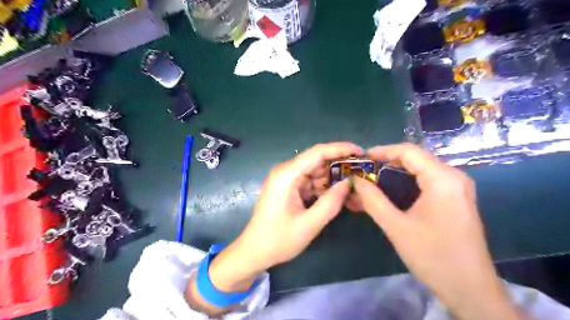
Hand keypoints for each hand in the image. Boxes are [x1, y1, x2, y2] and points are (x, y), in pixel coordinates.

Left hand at [207, 142, 361, 291]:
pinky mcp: (289, 188)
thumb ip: (331, 202)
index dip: (341, 149)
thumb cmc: (278, 240)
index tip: (361, 152)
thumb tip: (349, 183)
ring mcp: (287, 179)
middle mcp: (286, 171)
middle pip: (317, 160)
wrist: (254, 251)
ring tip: (356, 183)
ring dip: (334, 177)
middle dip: (340, 164)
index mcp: (287, 175)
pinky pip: (310, 182)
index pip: (318, 153)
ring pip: (316, 171)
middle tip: (363, 170)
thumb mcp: (310, 224)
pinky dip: (324, 187)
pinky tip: (339, 193)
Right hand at [356, 144, 521, 319]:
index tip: (361, 158)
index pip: (408, 151)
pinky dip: (406, 183)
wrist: (470, 289)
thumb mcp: (396, 227)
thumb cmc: (433, 256)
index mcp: (442, 179)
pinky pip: (427, 181)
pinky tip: (390, 192)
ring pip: (420, 170)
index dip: (382, 151)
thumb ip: (372, 200)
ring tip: (372, 181)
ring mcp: (457, 187)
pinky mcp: (455, 198)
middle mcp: (453, 177)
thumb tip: (355, 180)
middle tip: (364, 172)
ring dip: (394, 173)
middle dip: (386, 162)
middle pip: (415, 159)